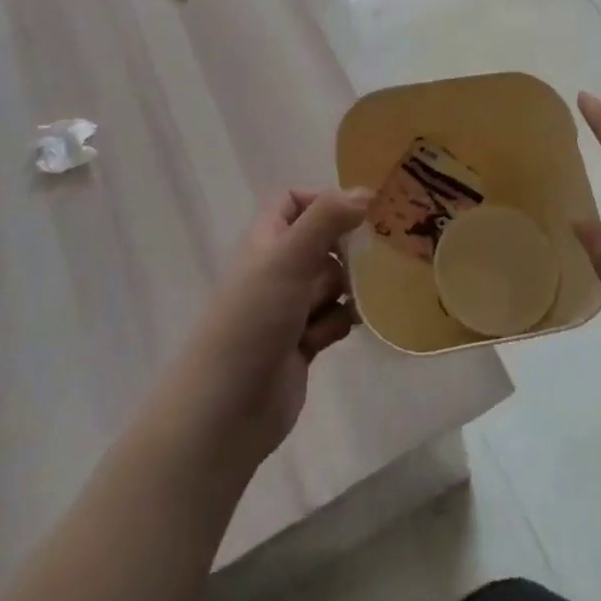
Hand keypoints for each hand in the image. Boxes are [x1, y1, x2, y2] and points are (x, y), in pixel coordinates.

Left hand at [161, 188, 368, 472]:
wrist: (227, 409)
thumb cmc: (253, 320)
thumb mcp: (288, 259)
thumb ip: (327, 219)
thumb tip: (366, 191)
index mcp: (267, 241)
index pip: (295, 201)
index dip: (324, 202)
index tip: (358, 215)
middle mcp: (278, 269)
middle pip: (324, 242)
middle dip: (346, 251)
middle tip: (372, 259)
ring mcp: (291, 307)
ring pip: (334, 282)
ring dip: (347, 291)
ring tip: (347, 304)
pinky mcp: (304, 342)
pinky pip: (334, 318)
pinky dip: (339, 322)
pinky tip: (331, 336)